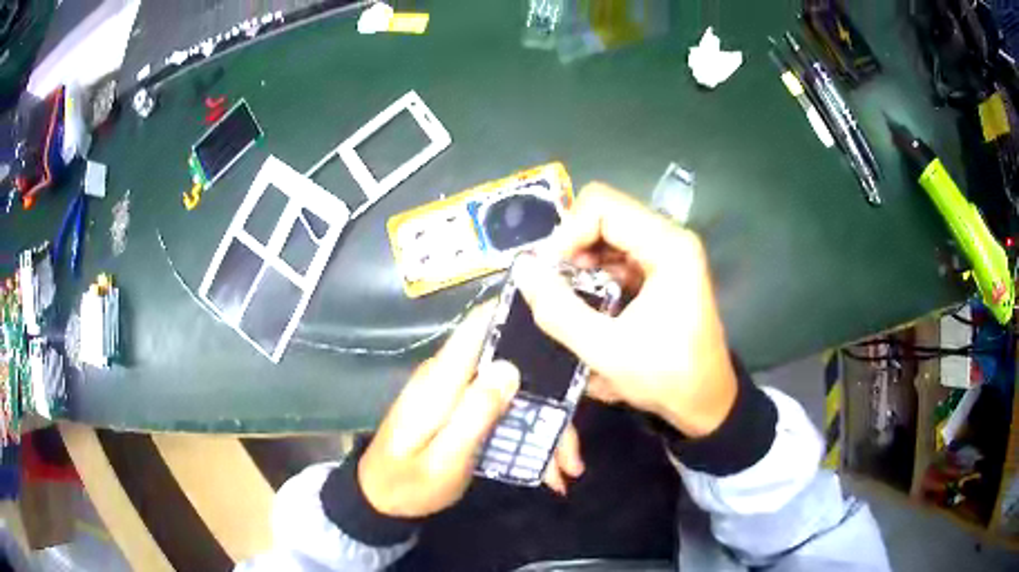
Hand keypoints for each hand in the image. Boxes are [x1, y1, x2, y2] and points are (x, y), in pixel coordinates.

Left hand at [358, 304, 585, 517]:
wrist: (380, 498)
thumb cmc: (409, 482)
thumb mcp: (445, 458)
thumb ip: (475, 413)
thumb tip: (510, 367)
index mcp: (442, 379)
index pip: (479, 323)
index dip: (518, 313)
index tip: (562, 320)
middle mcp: (449, 376)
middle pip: (509, 363)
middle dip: (549, 394)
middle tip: (573, 444)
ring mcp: (454, 392)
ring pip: (511, 390)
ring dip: (543, 423)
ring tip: (565, 466)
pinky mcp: (457, 408)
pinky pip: (500, 407)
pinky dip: (527, 432)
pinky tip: (545, 464)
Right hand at [514, 183, 737, 437]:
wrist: (706, 402)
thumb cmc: (667, 377)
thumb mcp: (606, 350)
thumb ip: (559, 310)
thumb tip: (521, 269)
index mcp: (667, 246)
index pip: (602, 207)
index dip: (566, 233)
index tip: (546, 273)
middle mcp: (669, 238)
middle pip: (604, 214)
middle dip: (570, 247)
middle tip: (551, 285)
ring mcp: (666, 252)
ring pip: (607, 233)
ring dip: (580, 260)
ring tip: (566, 297)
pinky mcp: (660, 269)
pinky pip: (616, 254)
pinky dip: (594, 272)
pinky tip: (586, 301)